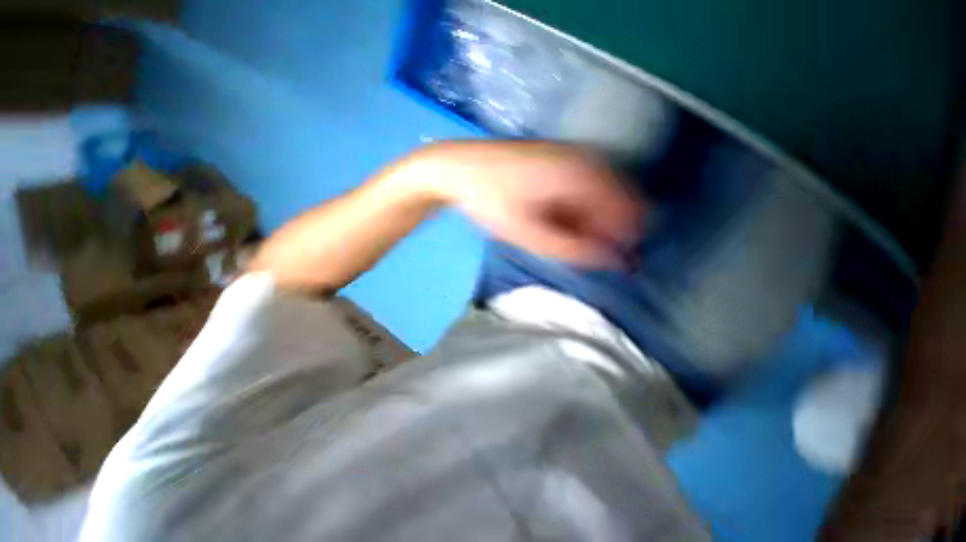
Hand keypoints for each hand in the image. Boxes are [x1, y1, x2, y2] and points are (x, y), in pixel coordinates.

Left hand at [424, 141, 646, 268]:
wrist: (459, 167)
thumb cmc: (492, 201)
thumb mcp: (529, 233)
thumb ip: (571, 248)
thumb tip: (609, 260)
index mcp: (583, 175)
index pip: (629, 211)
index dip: (625, 240)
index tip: (612, 262)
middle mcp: (585, 158)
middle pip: (616, 201)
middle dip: (605, 230)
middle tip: (580, 251)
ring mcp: (570, 154)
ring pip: (598, 195)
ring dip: (589, 221)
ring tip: (561, 237)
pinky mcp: (556, 158)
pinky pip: (580, 187)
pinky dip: (576, 208)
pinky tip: (555, 219)